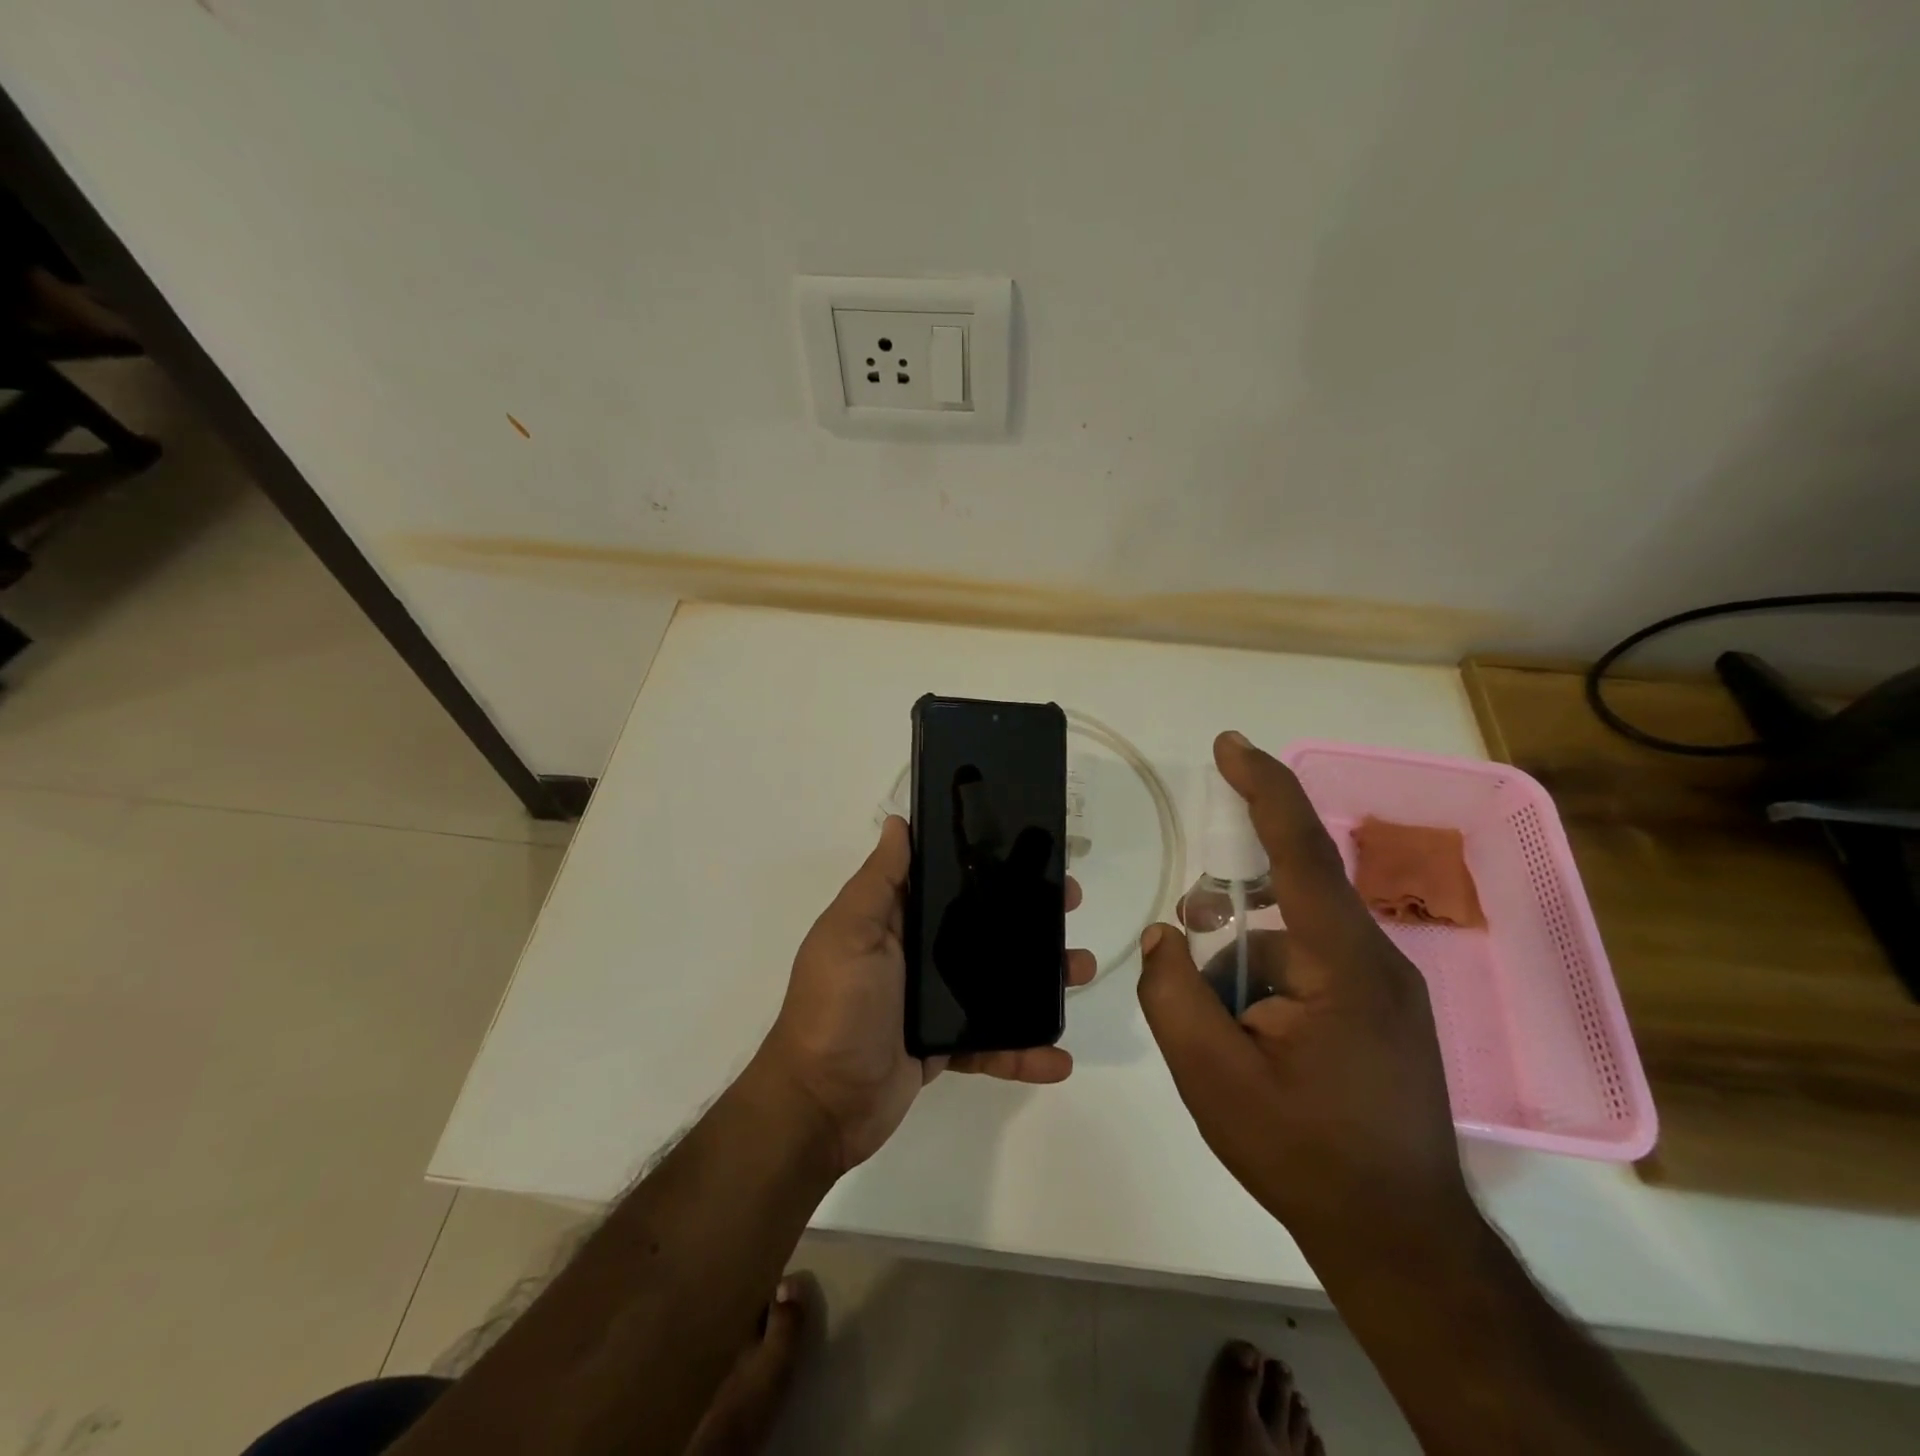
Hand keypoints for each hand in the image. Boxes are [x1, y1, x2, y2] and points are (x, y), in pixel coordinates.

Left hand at [757, 815, 1094, 1172]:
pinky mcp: (945, 1047)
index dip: (987, 865)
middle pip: (982, 927)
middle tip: (1069, 905)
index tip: (1029, 853)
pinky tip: (1058, 1057)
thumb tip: (898, 822)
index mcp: (895, 922)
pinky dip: (1024, 1052)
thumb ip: (879, 881)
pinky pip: (992, 1044)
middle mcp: (917, 955)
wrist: (821, 1104)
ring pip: (997, 982)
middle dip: (1027, 916)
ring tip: (1081, 970)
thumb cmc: (836, 1007)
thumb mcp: (850, 933)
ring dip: (1040, 979)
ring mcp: (933, 1003)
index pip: (948, 883)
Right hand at [1137, 733, 1469, 1255]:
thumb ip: (1172, 993)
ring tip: (1215, 1028)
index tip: (1230, 744)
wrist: (1400, 1243)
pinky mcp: (1382, 1015)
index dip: (1262, 788)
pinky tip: (1248, 1043)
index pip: (1299, 850)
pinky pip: (1310, 972)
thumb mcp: (1211, 1075)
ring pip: (1291, 944)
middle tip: (1184, 936)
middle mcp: (1375, 960)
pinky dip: (1265, 989)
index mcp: (1345, 962)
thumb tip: (1168, 935)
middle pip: (1286, 902)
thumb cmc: (1304, 1153)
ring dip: (1241, 969)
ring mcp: (1385, 990)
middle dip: (1227, 914)